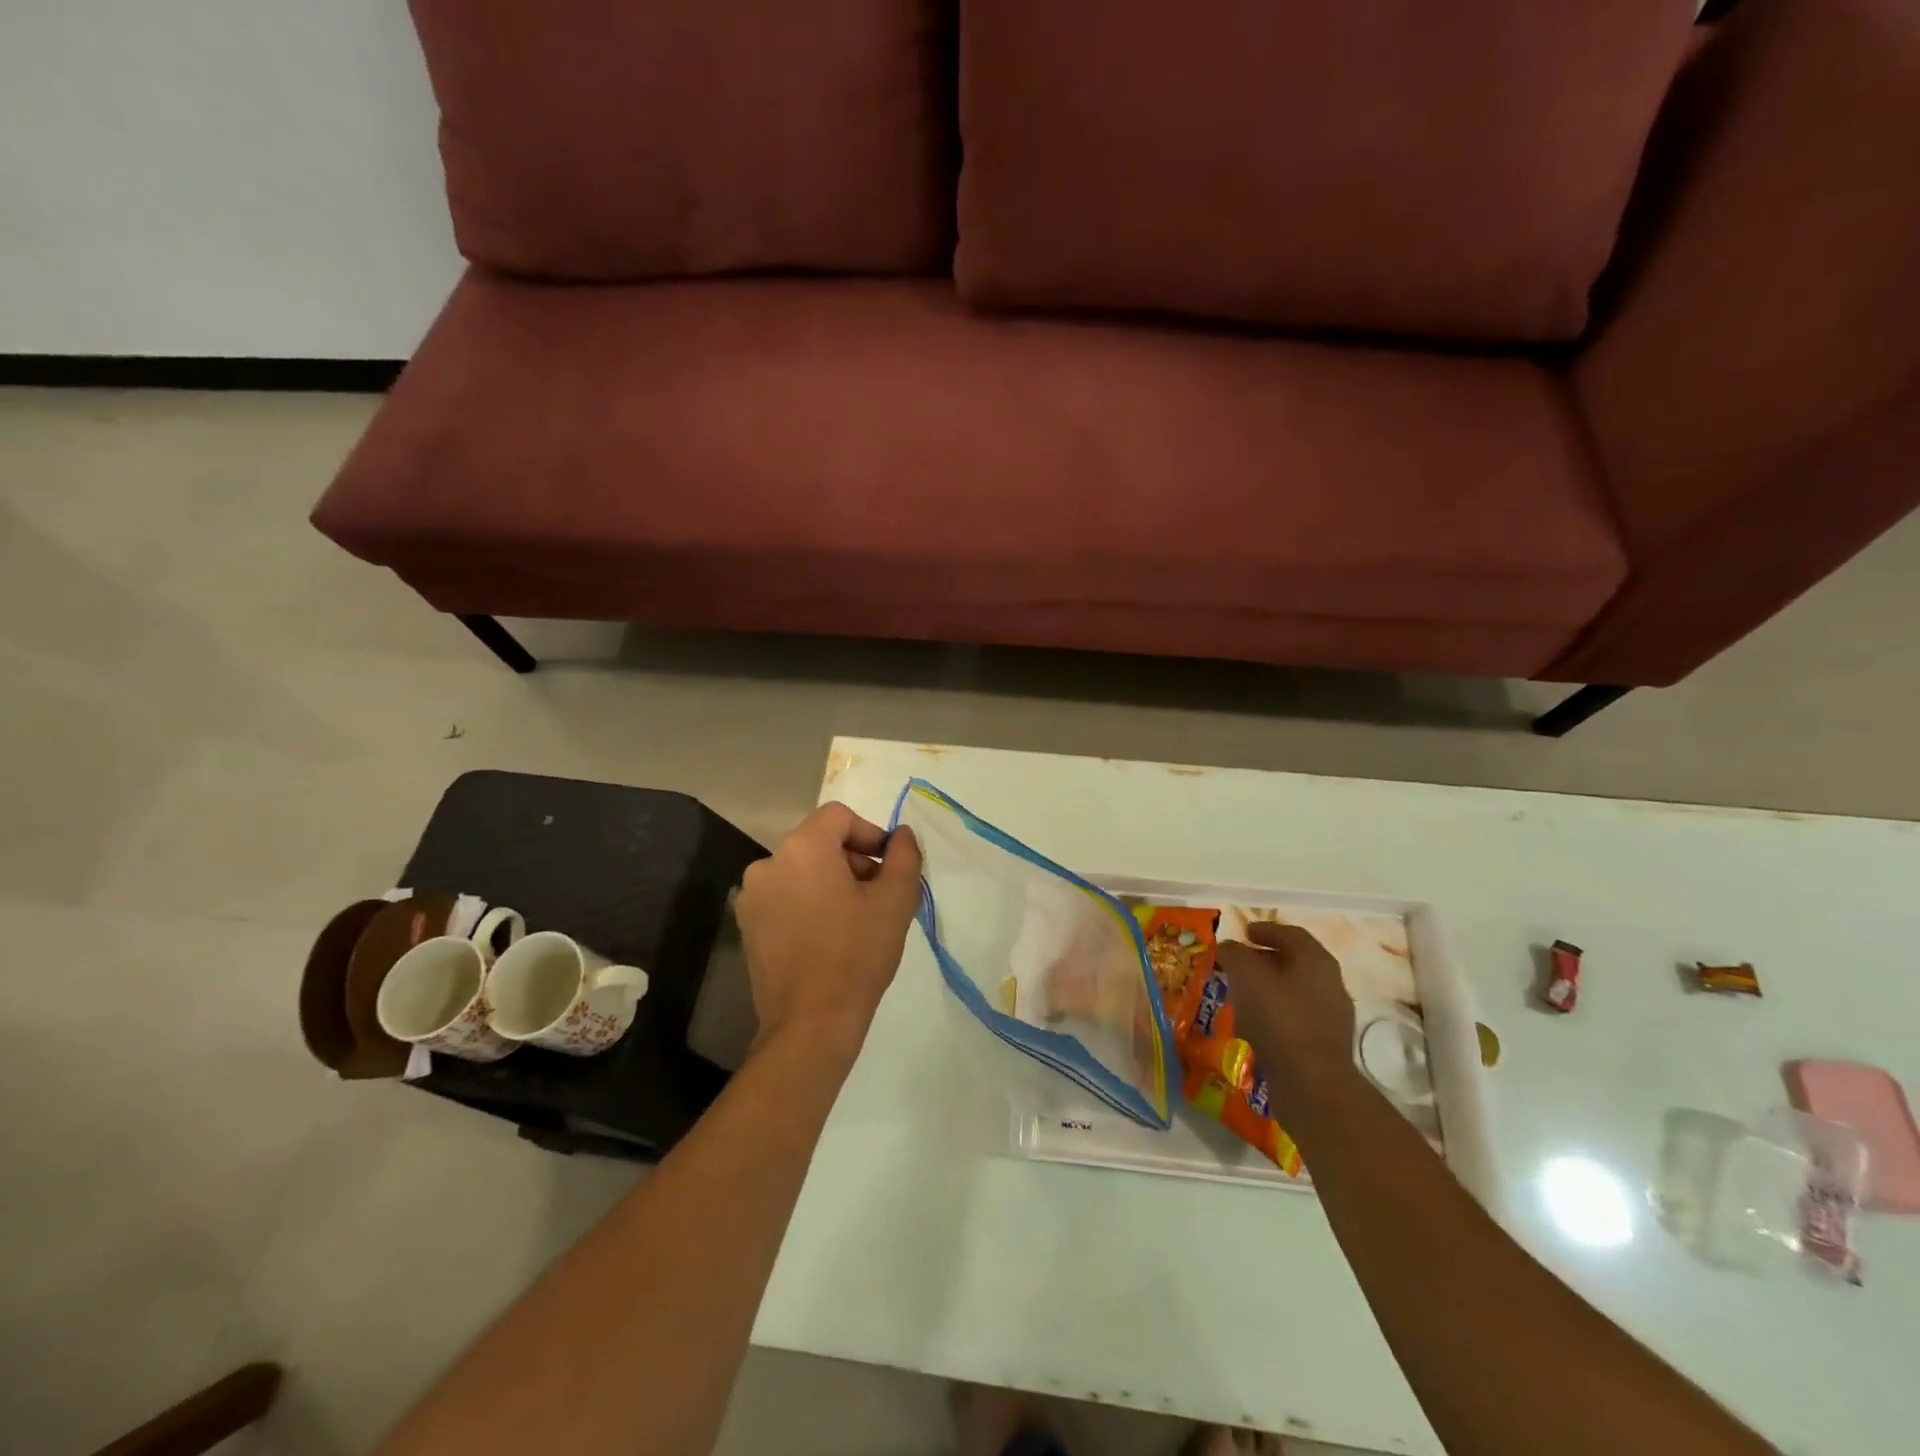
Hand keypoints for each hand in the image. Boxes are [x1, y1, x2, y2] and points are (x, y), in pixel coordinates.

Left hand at [734, 802, 922, 1057]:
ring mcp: (753, 896)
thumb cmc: (858, 954)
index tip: (889, 868)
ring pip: (802, 871)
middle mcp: (769, 863)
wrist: (811, 1024)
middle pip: (820, 842)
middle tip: (878, 897)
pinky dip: (809, 904)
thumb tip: (900, 834)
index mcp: (802, 848)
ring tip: (856, 920)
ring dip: (832, 883)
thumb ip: (904, 855)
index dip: (870, 834)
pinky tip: (828, 938)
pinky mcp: (748, 926)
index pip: (840, 816)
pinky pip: (785, 897)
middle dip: (853, 861)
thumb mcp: (895, 900)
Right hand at [1215, 923, 1355, 1113]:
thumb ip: (1234, 954)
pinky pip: (1295, 1017)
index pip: (1291, 933)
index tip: (1243, 933)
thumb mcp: (1247, 976)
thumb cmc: (1279, 1019)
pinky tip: (1253, 1024)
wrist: (1312, 1084)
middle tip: (1237, 963)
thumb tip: (1227, 947)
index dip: (1265, 929)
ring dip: (1267, 987)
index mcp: (1316, 961)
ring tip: (1240, 993)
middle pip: (1294, 961)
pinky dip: (1273, 1013)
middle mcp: (1330, 983)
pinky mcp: (1324, 1045)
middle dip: (1264, 959)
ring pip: (1294, 991)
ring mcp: (1331, 1016)